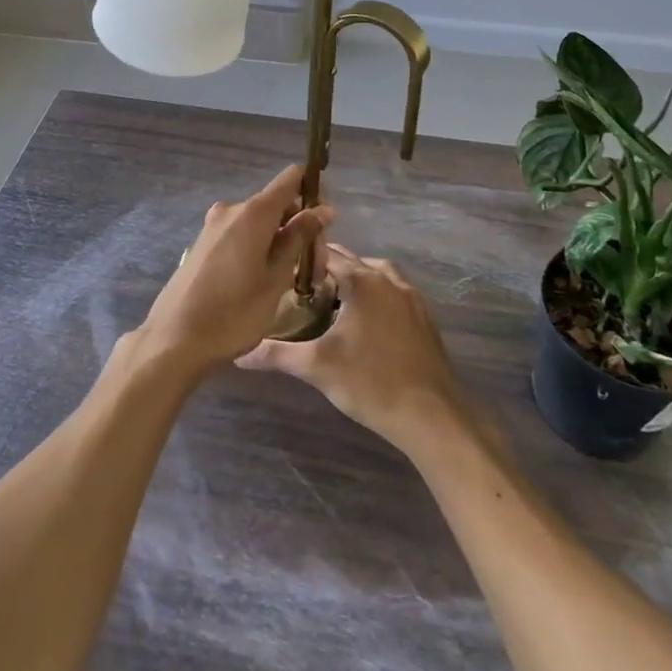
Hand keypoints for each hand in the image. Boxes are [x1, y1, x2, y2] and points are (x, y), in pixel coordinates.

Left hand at [135, 165, 332, 374]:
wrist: (175, 339)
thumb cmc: (234, 313)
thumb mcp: (276, 278)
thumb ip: (299, 238)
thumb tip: (322, 209)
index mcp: (254, 212)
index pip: (292, 178)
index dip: (314, 190)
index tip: (327, 223)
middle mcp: (232, 209)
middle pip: (278, 205)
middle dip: (301, 229)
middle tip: (315, 272)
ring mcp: (214, 225)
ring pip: (261, 223)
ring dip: (282, 242)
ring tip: (294, 283)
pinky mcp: (204, 243)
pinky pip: (242, 234)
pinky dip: (261, 247)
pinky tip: (266, 281)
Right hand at [239, 244, 472, 457]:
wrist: (432, 416)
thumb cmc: (371, 383)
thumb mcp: (317, 367)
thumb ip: (276, 354)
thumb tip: (239, 354)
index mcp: (364, 280)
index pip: (328, 254)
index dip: (305, 260)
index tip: (284, 272)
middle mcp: (389, 279)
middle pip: (353, 262)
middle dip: (328, 271)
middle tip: (301, 291)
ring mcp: (412, 297)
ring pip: (376, 276)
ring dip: (355, 282)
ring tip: (332, 305)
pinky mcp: (425, 318)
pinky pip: (394, 294)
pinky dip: (376, 298)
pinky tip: (363, 324)